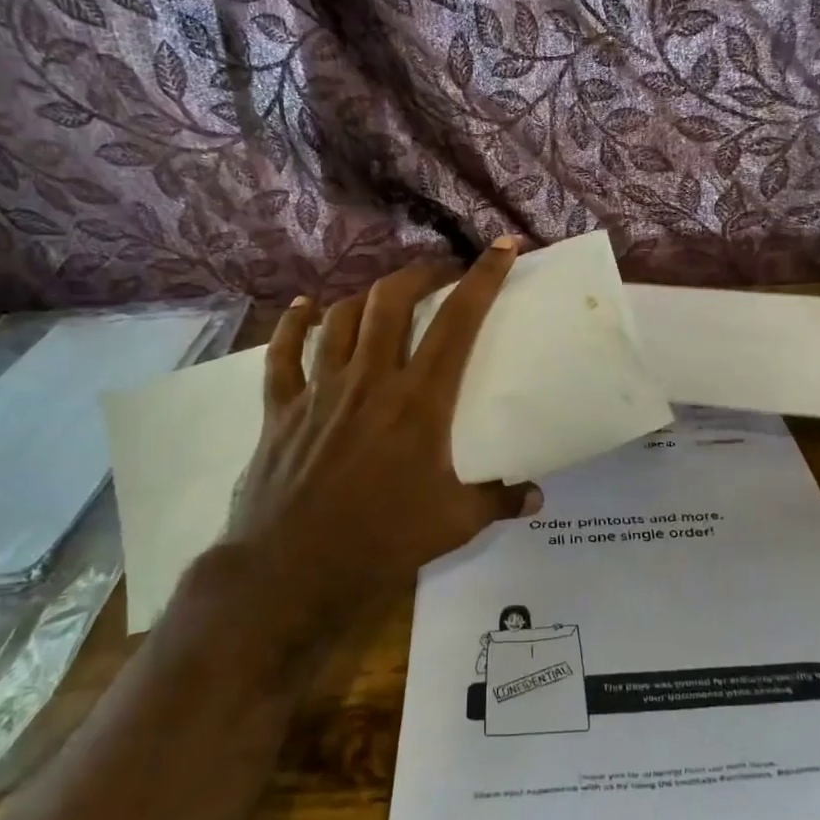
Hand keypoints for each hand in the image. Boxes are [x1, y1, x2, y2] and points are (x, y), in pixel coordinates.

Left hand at [199, 237, 540, 640]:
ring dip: (368, 296)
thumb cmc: (381, 542)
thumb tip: (536, 495)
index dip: (484, 278)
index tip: (503, 248)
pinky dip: (294, 324)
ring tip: (386, 296)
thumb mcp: (454, 524)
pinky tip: (305, 308)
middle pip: (393, 300)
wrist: (292, 570)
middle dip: (421, 274)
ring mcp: (321, 389)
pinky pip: (284, 353)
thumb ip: (499, 501)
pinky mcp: (283, 408)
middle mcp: (370, 379)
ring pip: (342, 317)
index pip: (458, 322)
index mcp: (419, 401)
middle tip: (440, 273)